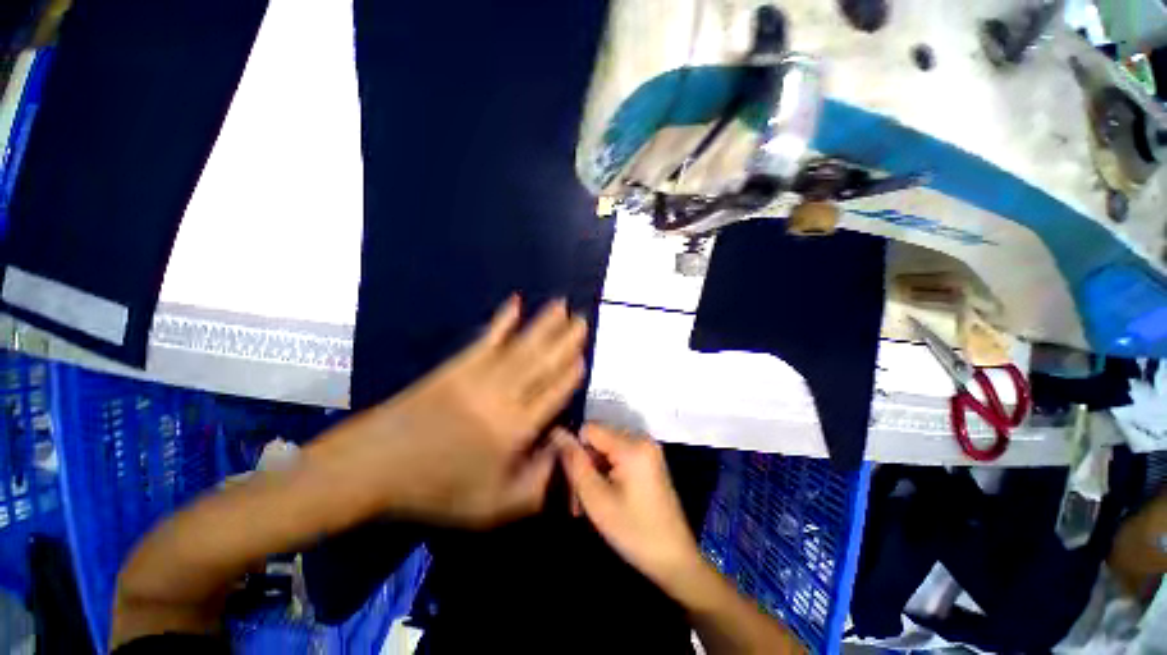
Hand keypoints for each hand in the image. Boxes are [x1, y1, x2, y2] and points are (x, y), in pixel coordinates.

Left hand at [310, 296, 586, 527]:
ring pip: (521, 347)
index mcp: (515, 430)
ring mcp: (479, 376)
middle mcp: (504, 397)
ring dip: (544, 325)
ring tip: (561, 306)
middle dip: (565, 340)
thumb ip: (535, 485)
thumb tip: (562, 452)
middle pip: (543, 363)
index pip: (554, 394)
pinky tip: (514, 303)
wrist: (376, 467)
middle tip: (583, 320)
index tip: (584, 355)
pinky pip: (487, 339)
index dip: (570, 373)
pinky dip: (502, 320)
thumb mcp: (492, 506)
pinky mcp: (457, 366)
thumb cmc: (436, 489)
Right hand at [556, 425, 702, 590]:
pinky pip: (619, 456)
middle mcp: (642, 439)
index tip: (573, 481)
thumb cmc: (634, 531)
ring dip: (594, 471)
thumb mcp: (596, 499)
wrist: (675, 559)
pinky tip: (604, 497)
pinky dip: (607, 472)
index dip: (575, 451)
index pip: (589, 429)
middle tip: (578, 499)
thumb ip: (575, 462)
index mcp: (632, 445)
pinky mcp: (649, 460)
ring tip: (589, 503)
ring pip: (606, 448)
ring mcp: (648, 449)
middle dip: (585, 464)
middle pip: (599, 438)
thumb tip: (557, 432)